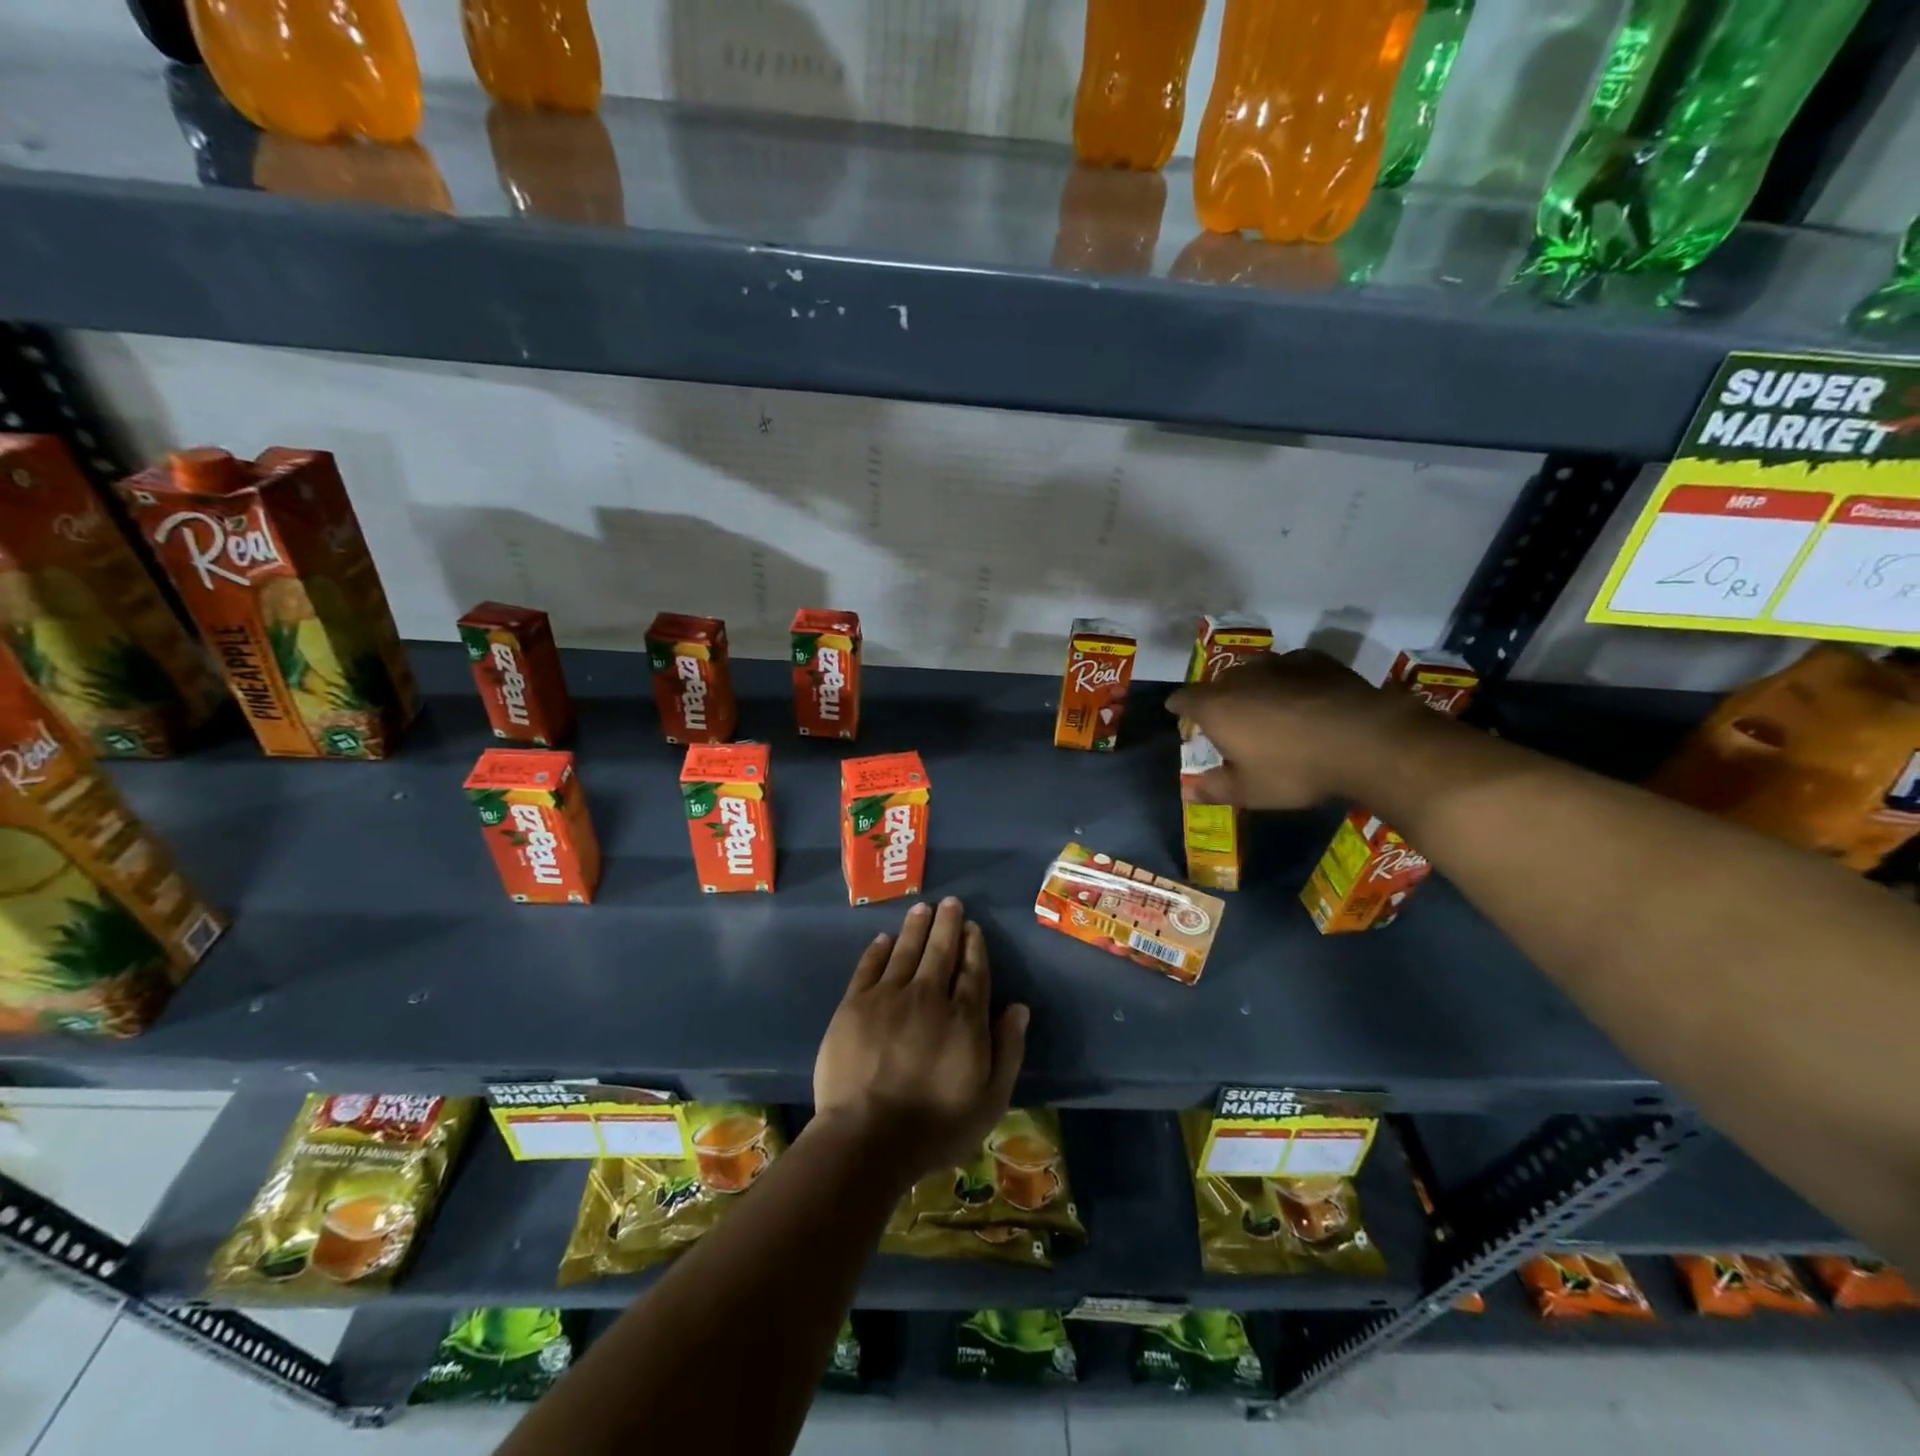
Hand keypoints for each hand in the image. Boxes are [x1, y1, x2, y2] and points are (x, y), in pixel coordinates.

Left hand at [812, 898, 1027, 1183]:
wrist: (867, 1137)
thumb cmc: (935, 1127)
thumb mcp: (990, 1100)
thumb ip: (1008, 1050)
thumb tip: (1018, 1008)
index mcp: (964, 1018)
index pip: (973, 971)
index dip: (974, 946)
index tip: (973, 927)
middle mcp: (928, 996)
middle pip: (940, 951)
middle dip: (948, 924)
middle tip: (951, 902)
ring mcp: (888, 997)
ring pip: (906, 951)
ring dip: (916, 927)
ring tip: (923, 907)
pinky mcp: (854, 1005)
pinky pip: (869, 967)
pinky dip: (878, 950)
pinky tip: (884, 938)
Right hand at [1168, 649, 1419, 808]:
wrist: (1365, 740)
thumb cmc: (1294, 769)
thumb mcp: (1250, 791)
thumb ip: (1215, 788)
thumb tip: (1189, 791)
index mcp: (1215, 707)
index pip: (1183, 698)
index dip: (1178, 707)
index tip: (1178, 714)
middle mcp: (1240, 677)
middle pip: (1218, 684)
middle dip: (1217, 700)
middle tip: (1228, 722)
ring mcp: (1278, 663)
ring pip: (1254, 672)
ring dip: (1253, 688)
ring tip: (1267, 709)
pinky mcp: (1314, 660)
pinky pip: (1289, 668)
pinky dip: (1288, 682)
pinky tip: (1303, 700)